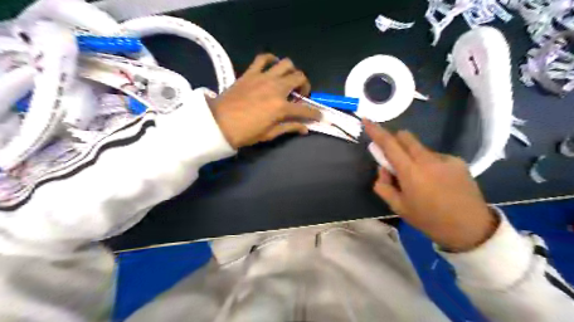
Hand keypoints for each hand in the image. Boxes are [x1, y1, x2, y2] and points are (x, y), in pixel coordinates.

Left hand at [209, 53, 320, 147]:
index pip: (305, 109)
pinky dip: (271, 60)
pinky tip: (272, 68)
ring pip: (286, 63)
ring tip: (287, 81)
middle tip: (300, 95)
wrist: (218, 123)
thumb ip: (289, 128)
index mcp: (281, 107)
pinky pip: (263, 58)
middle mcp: (276, 88)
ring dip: (291, 71)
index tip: (319, 115)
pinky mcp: (251, 73)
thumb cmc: (245, 133)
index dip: (315, 113)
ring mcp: (263, 78)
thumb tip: (305, 129)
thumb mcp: (269, 134)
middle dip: (305, 86)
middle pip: (300, 78)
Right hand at [366, 120, 500, 250]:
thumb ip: (384, 186)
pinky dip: (428, 163)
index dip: (376, 131)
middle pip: (405, 137)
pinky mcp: (458, 161)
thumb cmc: (429, 220)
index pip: (389, 144)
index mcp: (411, 172)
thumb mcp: (399, 207)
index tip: (367, 120)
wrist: (471, 229)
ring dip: (411, 156)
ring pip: (419, 148)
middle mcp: (427, 159)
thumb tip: (383, 169)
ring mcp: (445, 158)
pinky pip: (435, 156)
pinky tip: (436, 181)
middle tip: (394, 160)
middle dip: (394, 141)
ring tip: (420, 180)